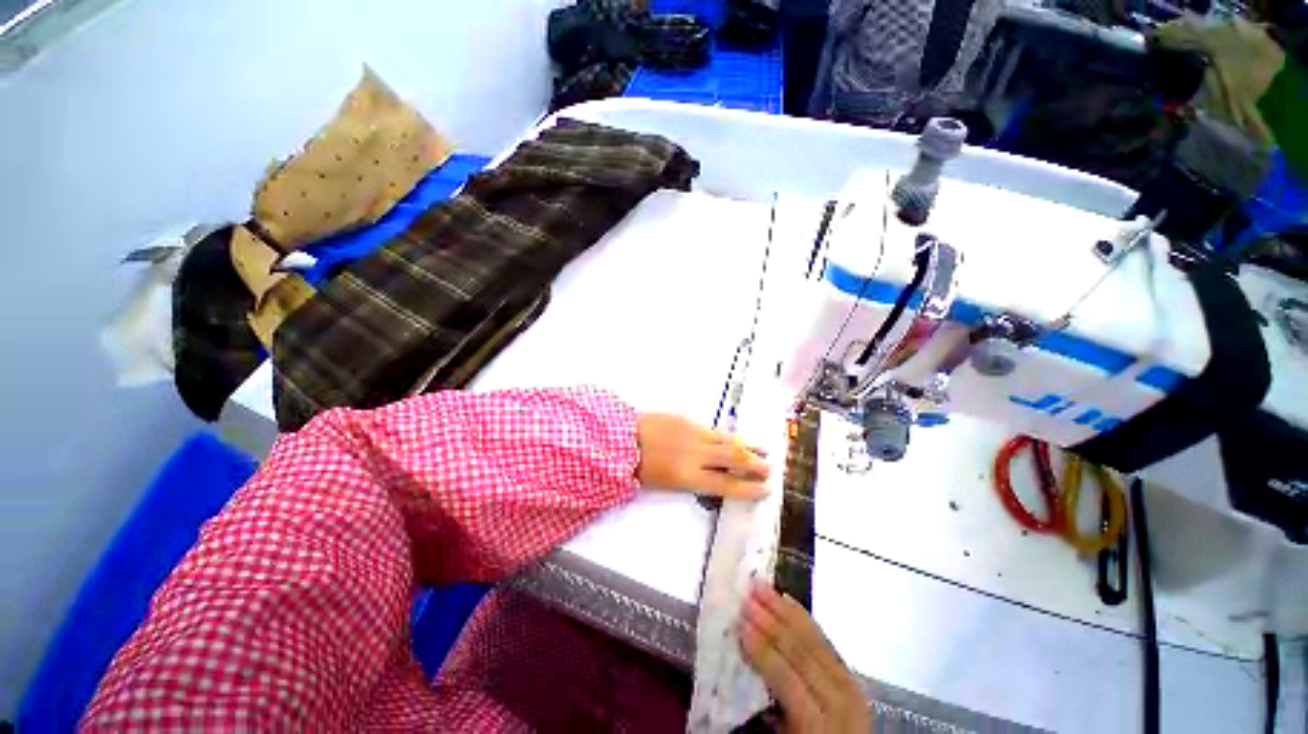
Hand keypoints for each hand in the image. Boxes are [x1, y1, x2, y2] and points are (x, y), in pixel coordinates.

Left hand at [636, 414, 769, 498]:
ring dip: (747, 446)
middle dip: (754, 464)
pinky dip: (726, 436)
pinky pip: (712, 430)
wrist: (622, 438)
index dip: (748, 488)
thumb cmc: (641, 467)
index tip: (765, 489)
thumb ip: (694, 479)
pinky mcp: (688, 420)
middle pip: (734, 458)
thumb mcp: (667, 483)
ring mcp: (694, 433)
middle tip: (769, 469)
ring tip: (762, 451)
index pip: (727, 484)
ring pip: (727, 440)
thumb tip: (713, 477)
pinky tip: (733, 438)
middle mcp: (697, 454)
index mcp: (689, 476)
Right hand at [740, 584, 870, 733]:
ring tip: (760, 587)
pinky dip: (804, 618)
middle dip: (771, 622)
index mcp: (819, 723)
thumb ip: (767, 704)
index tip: (740, 625)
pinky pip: (825, 641)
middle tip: (746, 597)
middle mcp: (840, 700)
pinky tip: (787, 600)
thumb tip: (746, 659)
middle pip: (802, 653)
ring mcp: (849, 684)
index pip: (788, 679)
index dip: (763, 651)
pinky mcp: (849, 674)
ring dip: (783, 610)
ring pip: (814, 639)